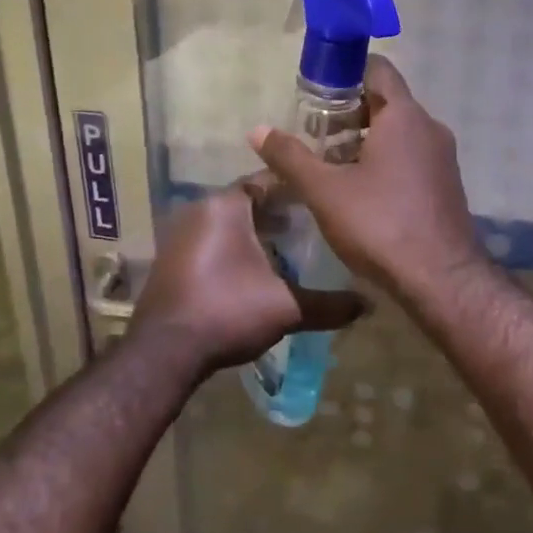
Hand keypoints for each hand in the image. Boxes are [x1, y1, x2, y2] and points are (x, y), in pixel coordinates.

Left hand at [131, 180, 366, 374]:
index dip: (298, 190)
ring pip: (229, 224)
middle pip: (248, 202)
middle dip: (281, 213)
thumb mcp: (286, 308)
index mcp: (225, 206)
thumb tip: (369, 304)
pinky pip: (212, 242)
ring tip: (291, 251)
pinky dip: (236, 249)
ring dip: (257, 233)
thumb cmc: (227, 311)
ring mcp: (180, 235)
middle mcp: (199, 210)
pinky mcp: (172, 260)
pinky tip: (258, 272)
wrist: (164, 352)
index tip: (325, 201)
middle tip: (315, 228)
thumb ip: (329, 304)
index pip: (268, 181)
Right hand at [250, 56, 485, 300]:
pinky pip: (411, 158)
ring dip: (365, 141)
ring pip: (399, 133)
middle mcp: (430, 128)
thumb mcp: (324, 190)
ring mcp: (443, 158)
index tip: (317, 92)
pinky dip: (385, 162)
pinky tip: (360, 191)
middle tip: (316, 135)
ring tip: (331, 166)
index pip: (378, 70)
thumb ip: (290, 157)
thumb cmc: (379, 224)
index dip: (345, 72)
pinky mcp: (446, 185)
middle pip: (386, 102)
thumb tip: (257, 131)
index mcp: (404, 116)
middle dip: (349, 113)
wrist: (440, 279)